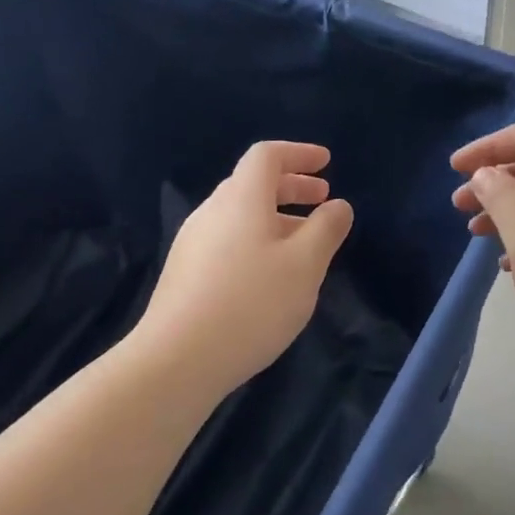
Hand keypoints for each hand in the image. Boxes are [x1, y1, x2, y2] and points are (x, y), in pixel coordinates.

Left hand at [138, 141, 353, 398]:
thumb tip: (338, 205)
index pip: (267, 156)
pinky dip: (257, 239)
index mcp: (241, 199)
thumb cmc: (251, 303)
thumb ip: (327, 228)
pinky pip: (228, 239)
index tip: (326, 163)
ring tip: (304, 240)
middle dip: (292, 185)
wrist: (176, 361)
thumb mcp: (305, 265)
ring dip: (276, 216)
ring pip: (240, 214)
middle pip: (252, 183)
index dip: (299, 153)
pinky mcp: (185, 273)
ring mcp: (193, 243)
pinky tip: (271, 273)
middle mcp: (212, 212)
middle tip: (323, 198)